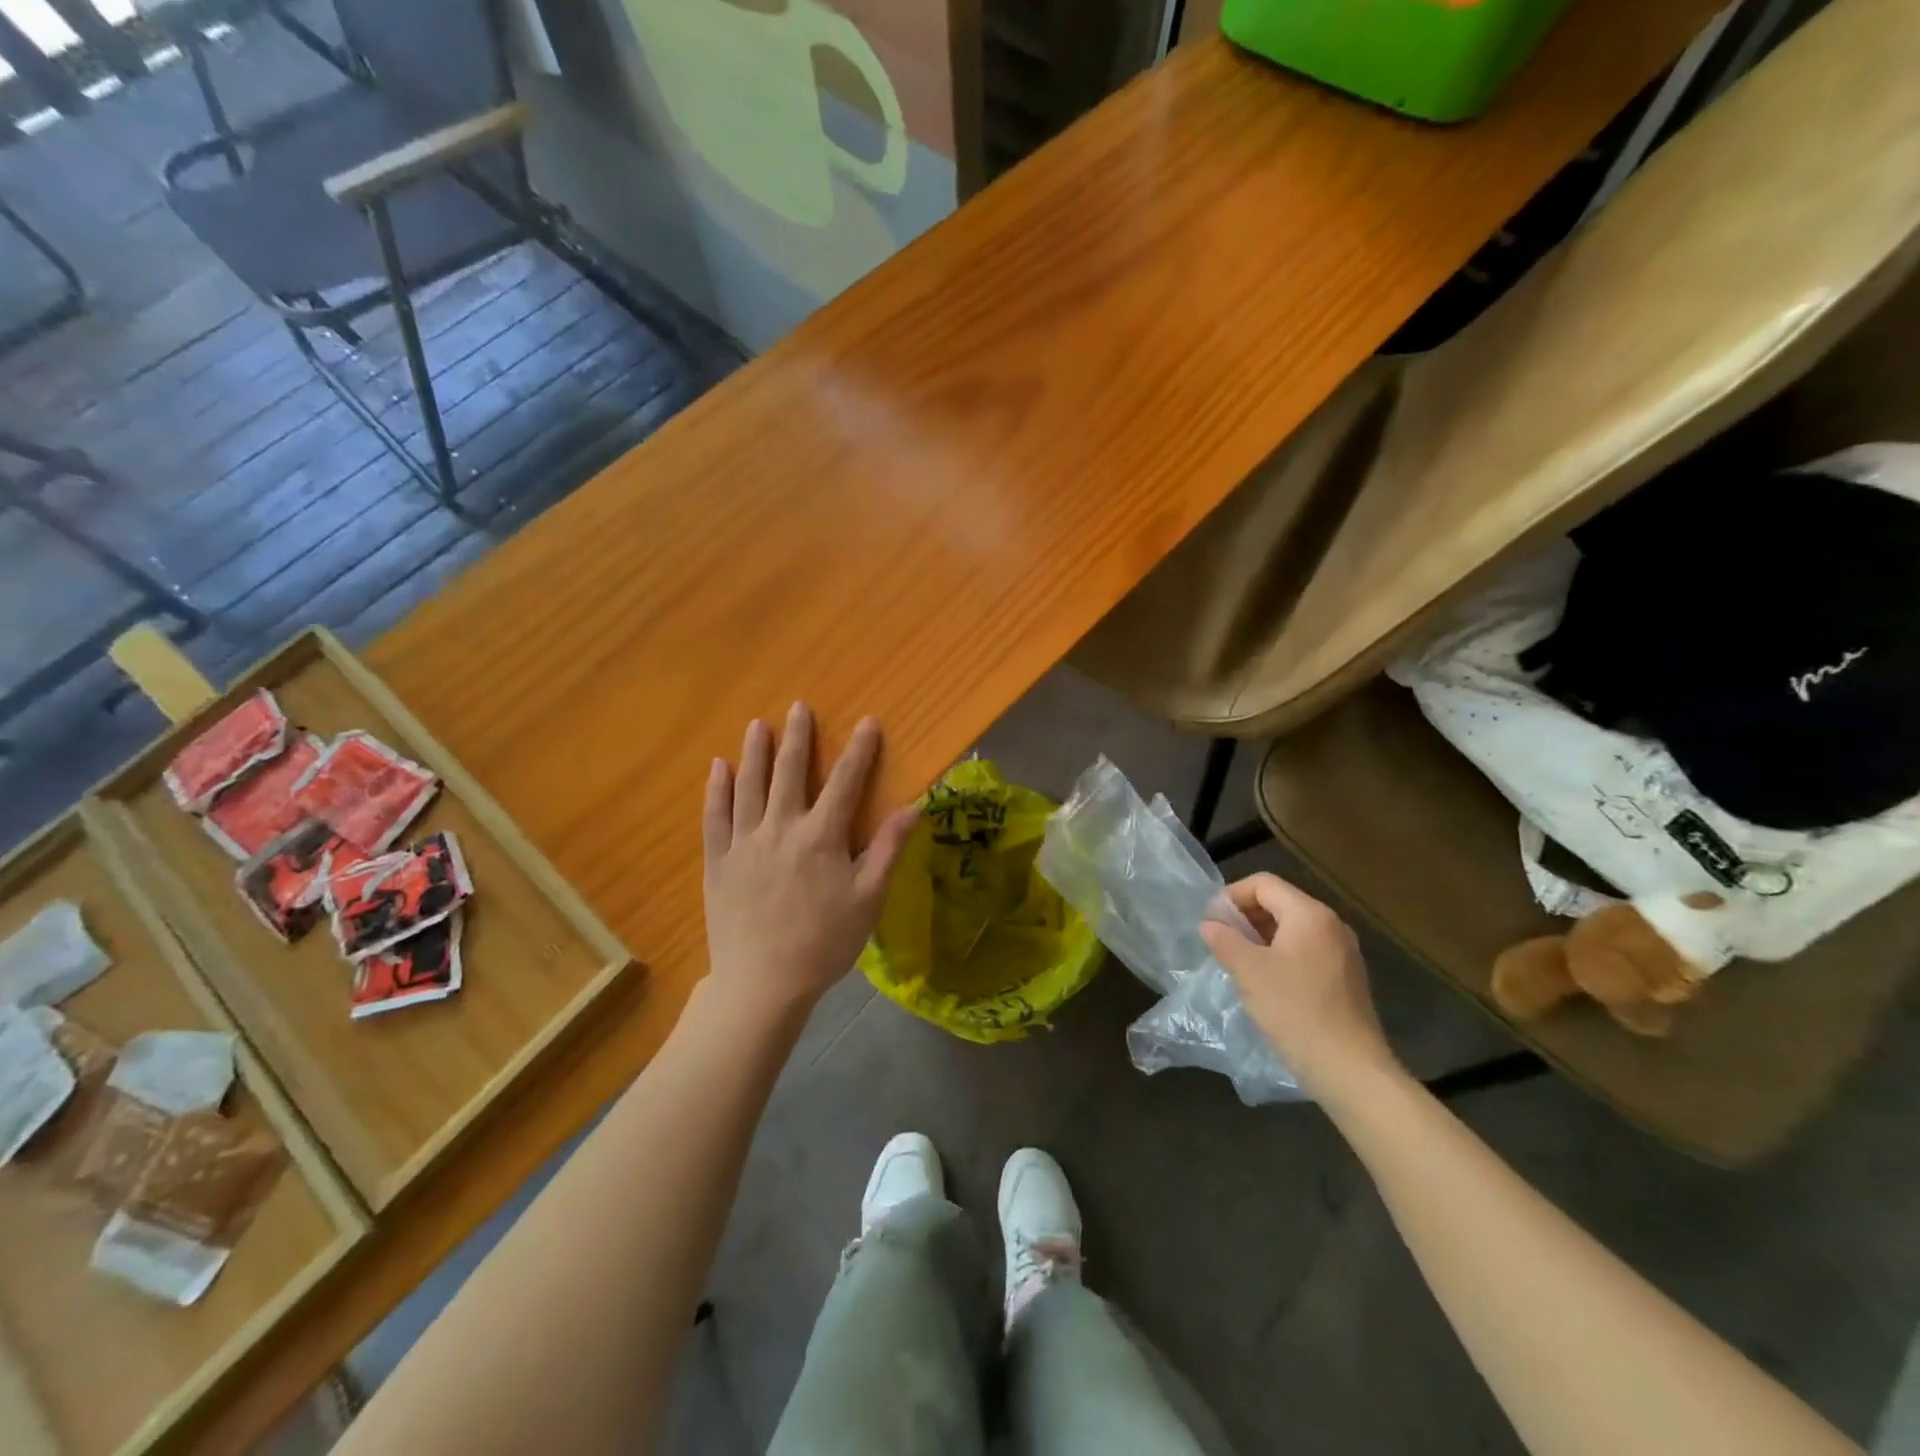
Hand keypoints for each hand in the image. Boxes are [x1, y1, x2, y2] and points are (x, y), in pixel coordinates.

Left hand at [703, 703, 918, 1019]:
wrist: (763, 984)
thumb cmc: (824, 943)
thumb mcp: (868, 899)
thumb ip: (887, 849)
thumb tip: (913, 808)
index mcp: (821, 837)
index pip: (845, 782)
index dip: (859, 750)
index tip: (868, 722)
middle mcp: (781, 828)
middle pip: (790, 773)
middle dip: (797, 738)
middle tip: (798, 708)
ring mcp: (744, 843)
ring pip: (749, 786)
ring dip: (754, 753)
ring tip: (757, 725)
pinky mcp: (718, 861)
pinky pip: (715, 816)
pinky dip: (716, 789)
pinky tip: (717, 767)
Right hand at [1199, 873, 1405, 1101]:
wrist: (1349, 1069)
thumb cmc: (1294, 1010)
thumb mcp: (1248, 971)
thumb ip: (1224, 940)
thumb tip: (1210, 924)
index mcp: (1310, 915)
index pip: (1263, 884)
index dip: (1232, 896)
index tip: (1211, 922)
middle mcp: (1332, 925)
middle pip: (1280, 903)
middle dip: (1245, 917)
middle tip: (1220, 942)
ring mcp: (1344, 953)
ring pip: (1293, 929)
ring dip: (1261, 938)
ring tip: (1238, 963)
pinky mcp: (1347, 979)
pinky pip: (1307, 952)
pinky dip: (1281, 956)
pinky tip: (1266, 984)